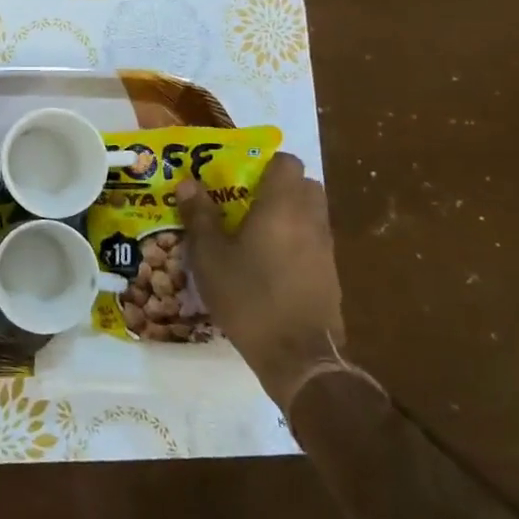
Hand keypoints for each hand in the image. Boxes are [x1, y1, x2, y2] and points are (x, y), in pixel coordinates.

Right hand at [178, 152, 343, 407]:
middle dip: (278, 187)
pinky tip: (268, 263)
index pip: (286, 162)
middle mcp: (310, 219)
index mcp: (281, 206)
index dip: (264, 163)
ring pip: (310, 213)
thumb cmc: (249, 297)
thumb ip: (200, 216)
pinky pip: (313, 241)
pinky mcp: (330, 274)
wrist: (298, 356)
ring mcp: (325, 248)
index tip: (238, 176)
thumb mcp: (210, 256)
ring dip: (287, 214)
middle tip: (245, 201)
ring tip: (253, 232)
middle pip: (304, 185)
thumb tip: (188, 182)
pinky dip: (295, 241)